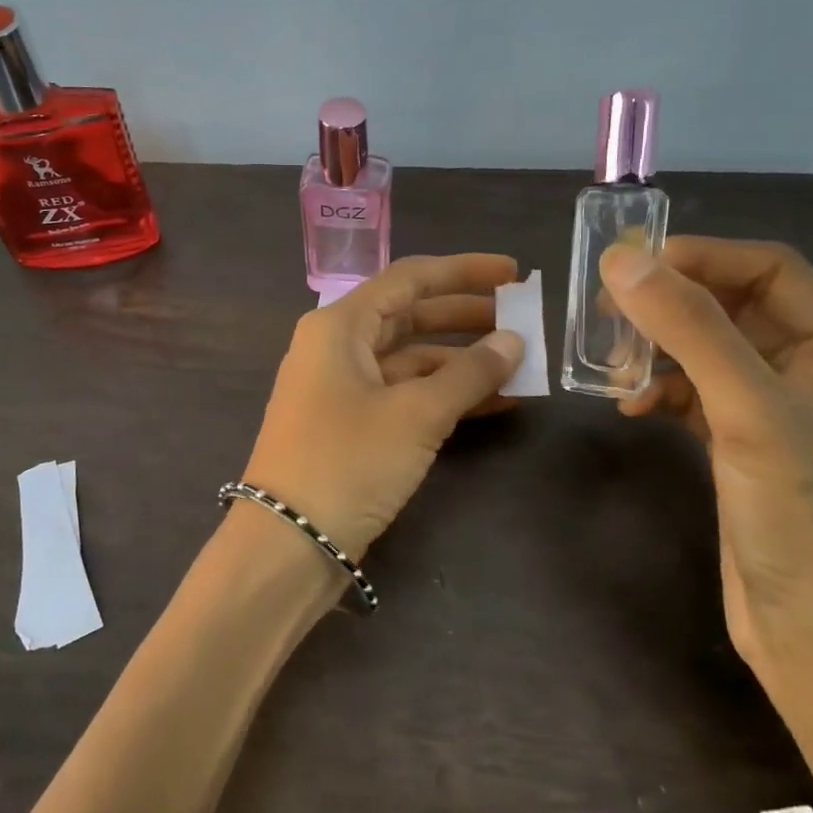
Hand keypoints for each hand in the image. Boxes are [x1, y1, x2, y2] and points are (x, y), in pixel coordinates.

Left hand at [243, 254, 524, 562]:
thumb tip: (513, 341)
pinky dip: (445, 396)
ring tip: (521, 366)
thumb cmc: (348, 461)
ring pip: (411, 360)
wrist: (289, 541)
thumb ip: (469, 373)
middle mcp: (337, 347)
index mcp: (340, 325)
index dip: (464, 271)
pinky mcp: (351, 426)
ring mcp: (341, 388)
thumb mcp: (416, 414)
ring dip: (462, 363)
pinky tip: (495, 403)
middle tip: (523, 321)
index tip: (515, 274)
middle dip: (467, 317)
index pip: (408, 279)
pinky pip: (404, 395)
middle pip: (410, 317)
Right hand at [601, 237, 812, 722]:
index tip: (631, 265)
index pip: (772, 271)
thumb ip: (690, 330)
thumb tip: (623, 261)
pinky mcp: (748, 451)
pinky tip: (633, 407)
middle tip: (606, 311)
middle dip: (673, 305)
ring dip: (661, 350)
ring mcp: (783, 415)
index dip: (703, 257)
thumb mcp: (750, 413)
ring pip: (712, 353)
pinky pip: (699, 397)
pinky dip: (663, 392)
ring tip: (613, 366)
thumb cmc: (805, 521)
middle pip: (737, 309)